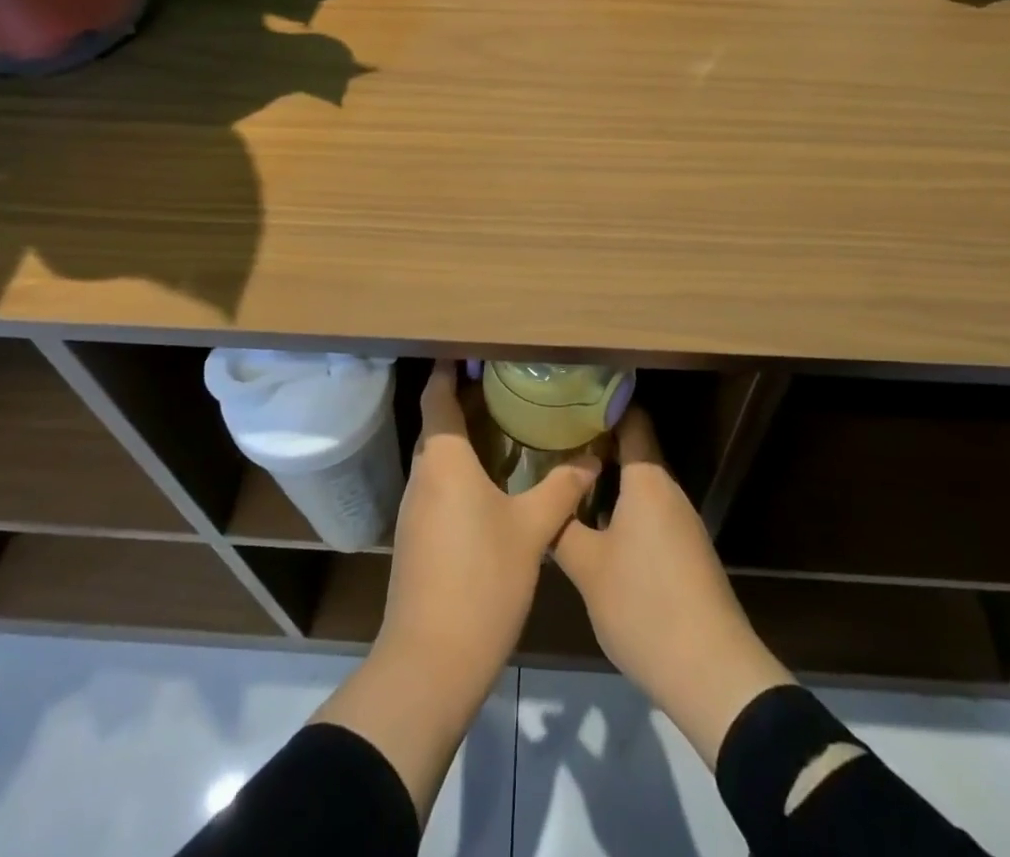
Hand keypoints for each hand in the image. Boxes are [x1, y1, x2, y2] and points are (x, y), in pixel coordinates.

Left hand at [380, 360, 597, 682]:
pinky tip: (494, 478)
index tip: (473, 348)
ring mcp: (416, 507)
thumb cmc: (482, 580)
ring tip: (508, 422)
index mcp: (444, 459)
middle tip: (507, 382)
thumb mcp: (532, 530)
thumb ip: (562, 489)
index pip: (437, 395)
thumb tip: (593, 459)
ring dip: (466, 435)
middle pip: (438, 421)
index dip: (450, 367)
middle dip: (466, 399)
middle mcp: (423, 474)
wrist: (431, 661)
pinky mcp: (417, 536)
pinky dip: (462, 467)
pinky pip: (439, 483)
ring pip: (439, 454)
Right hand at [554, 408, 794, 768]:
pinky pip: (649, 514)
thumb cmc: (644, 605)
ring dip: (607, 481)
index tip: (569, 400)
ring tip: (565, 482)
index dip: (603, 406)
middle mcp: (668, 492)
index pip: (632, 421)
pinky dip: (621, 509)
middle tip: (553, 443)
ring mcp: (681, 524)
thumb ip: (562, 529)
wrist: (712, 673)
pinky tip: (594, 528)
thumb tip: (544, 504)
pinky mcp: (686, 554)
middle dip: (595, 446)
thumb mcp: (588, 569)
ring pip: (639, 487)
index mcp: (648, 481)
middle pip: (633, 452)